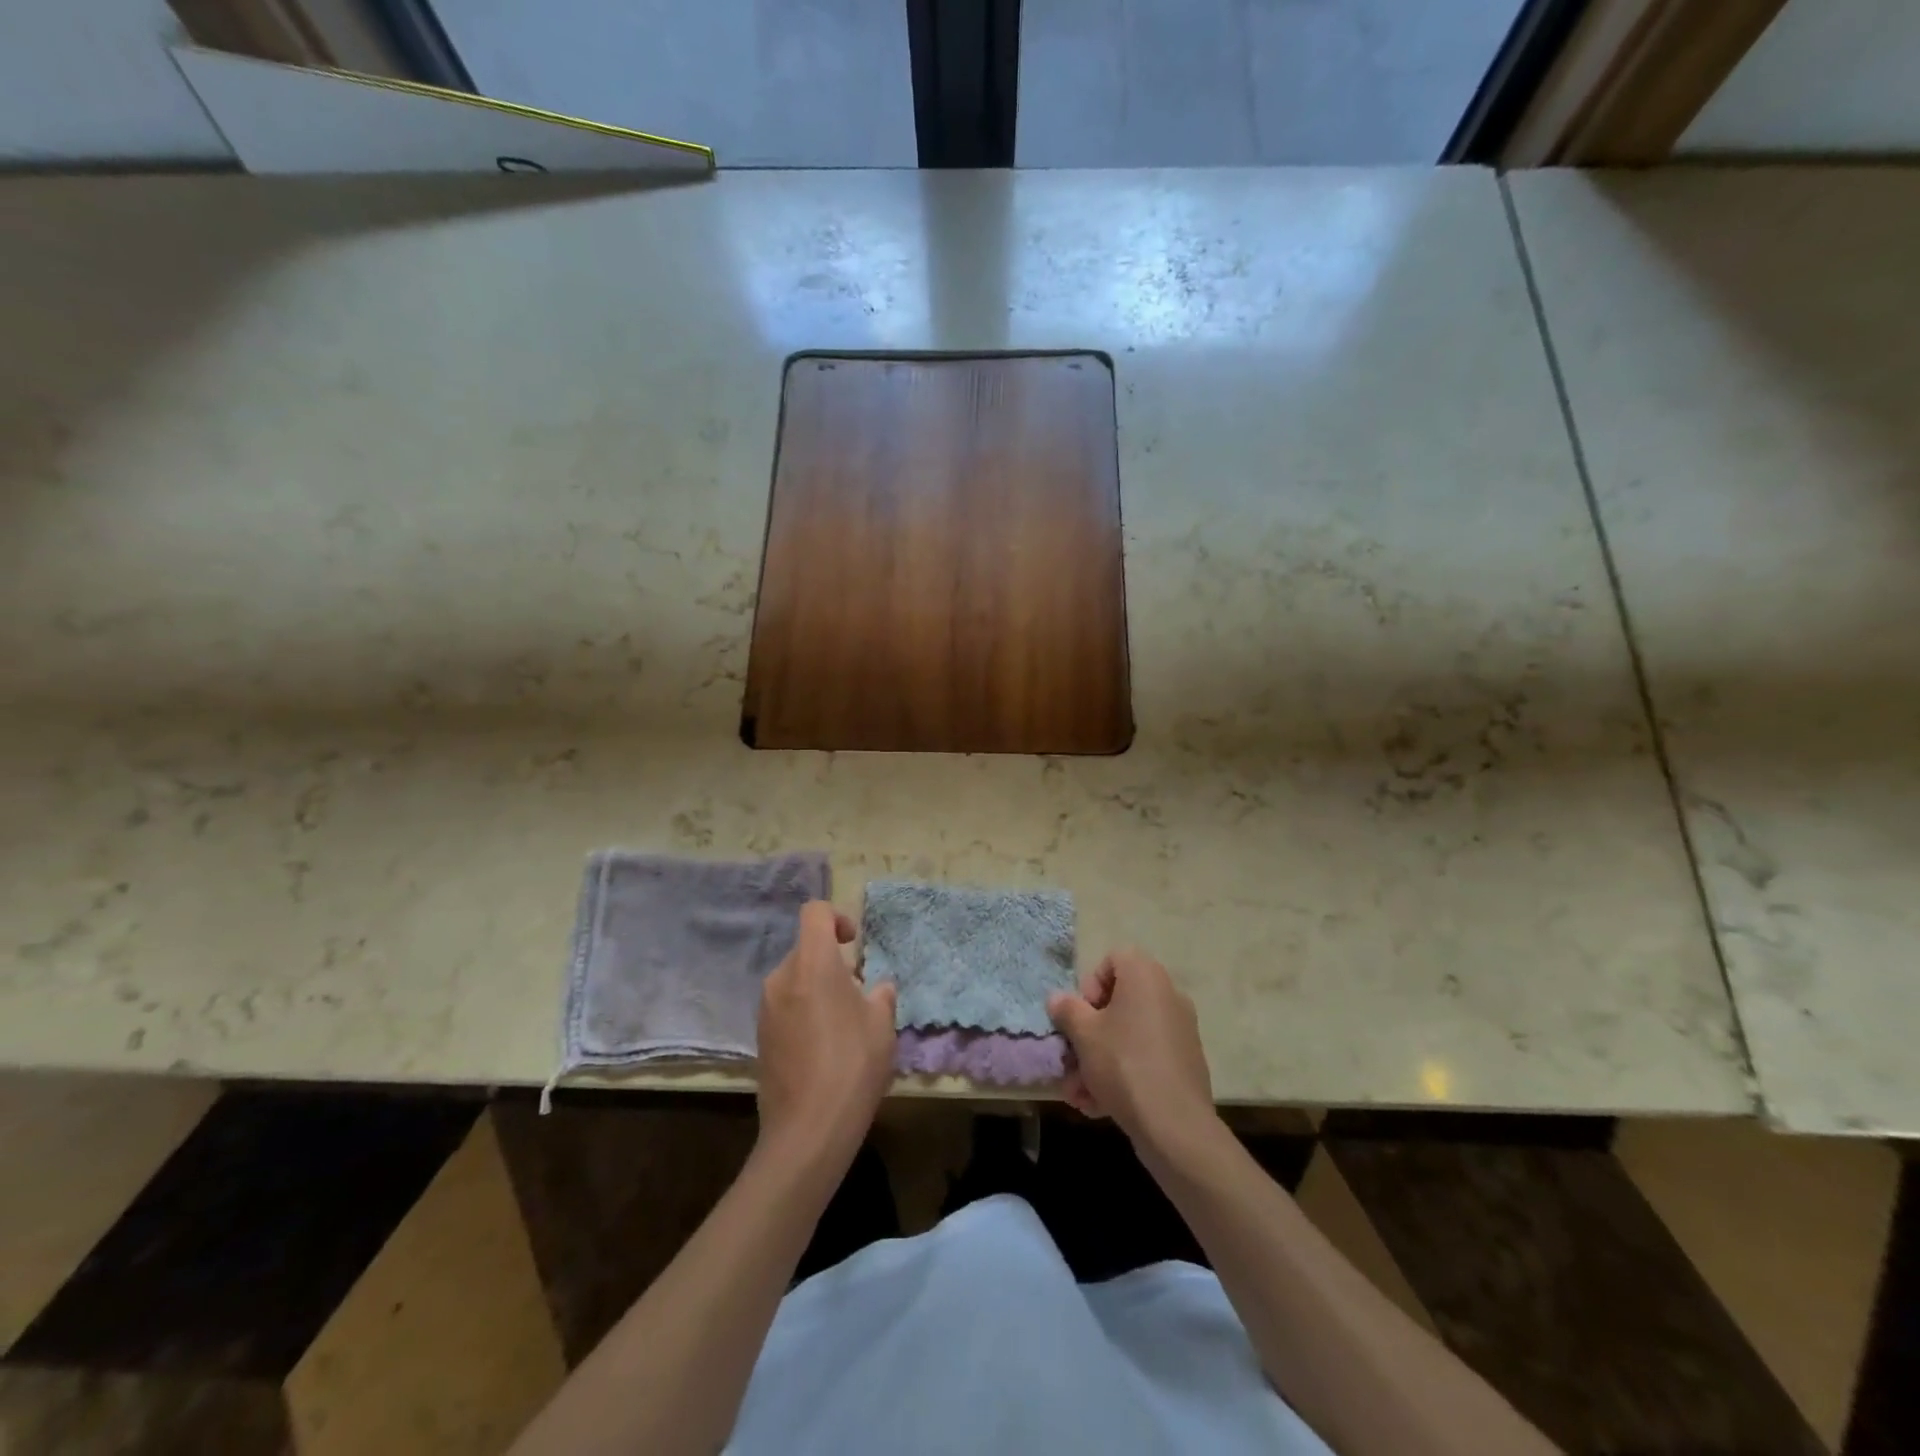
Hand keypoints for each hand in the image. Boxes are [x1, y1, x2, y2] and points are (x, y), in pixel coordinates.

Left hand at [755, 901, 896, 1171]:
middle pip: (806, 949)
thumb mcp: (882, 1025)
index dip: (836, 917)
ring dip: (817, 987)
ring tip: (842, 1024)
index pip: (814, 913)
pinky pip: (784, 1005)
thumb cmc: (852, 1065)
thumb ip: (880, 995)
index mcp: (812, 963)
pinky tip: (822, 1047)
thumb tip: (876, 987)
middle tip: (858, 994)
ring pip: (795, 979)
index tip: (854, 943)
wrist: (807, 1130)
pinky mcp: (759, 1036)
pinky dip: (803, 1010)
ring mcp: (765, 1008)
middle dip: (832, 961)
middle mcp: (781, 977)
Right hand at [1048, 949, 1216, 1157]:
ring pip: (1128, 1036)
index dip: (1090, 984)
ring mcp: (1179, 1031)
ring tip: (1078, 1093)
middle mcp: (1168, 996)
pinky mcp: (1184, 1063)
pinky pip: (1144, 1057)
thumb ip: (1067, 1010)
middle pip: (1118, 1003)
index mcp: (1146, 977)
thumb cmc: (1123, 1064)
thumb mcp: (1083, 1034)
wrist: (1174, 1125)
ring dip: (1098, 1060)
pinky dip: (1121, 1074)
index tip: (1081, 1015)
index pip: (1113, 959)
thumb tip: (1057, 998)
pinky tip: (1097, 1105)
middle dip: (1089, 1033)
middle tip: (1071, 1058)